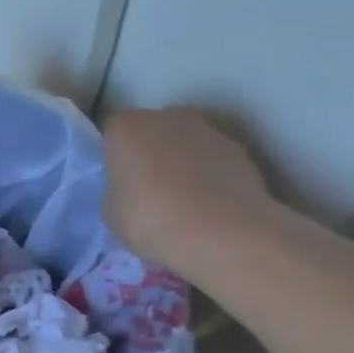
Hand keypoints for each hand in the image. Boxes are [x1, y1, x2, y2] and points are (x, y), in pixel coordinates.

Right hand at [101, 107, 278, 274]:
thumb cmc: (151, 220)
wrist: (223, 234)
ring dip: (184, 162)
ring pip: (187, 143)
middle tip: (151, 190)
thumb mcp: (112, 212)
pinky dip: (212, 175)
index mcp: (125, 127)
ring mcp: (208, 130)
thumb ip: (118, 189)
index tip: (122, 183)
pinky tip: (212, 206)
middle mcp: (166, 117)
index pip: (113, 134)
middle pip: (153, 131)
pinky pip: (215, 160)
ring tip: (187, 202)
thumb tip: (131, 189)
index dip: (117, 159)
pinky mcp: (241, 150)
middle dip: (152, 153)